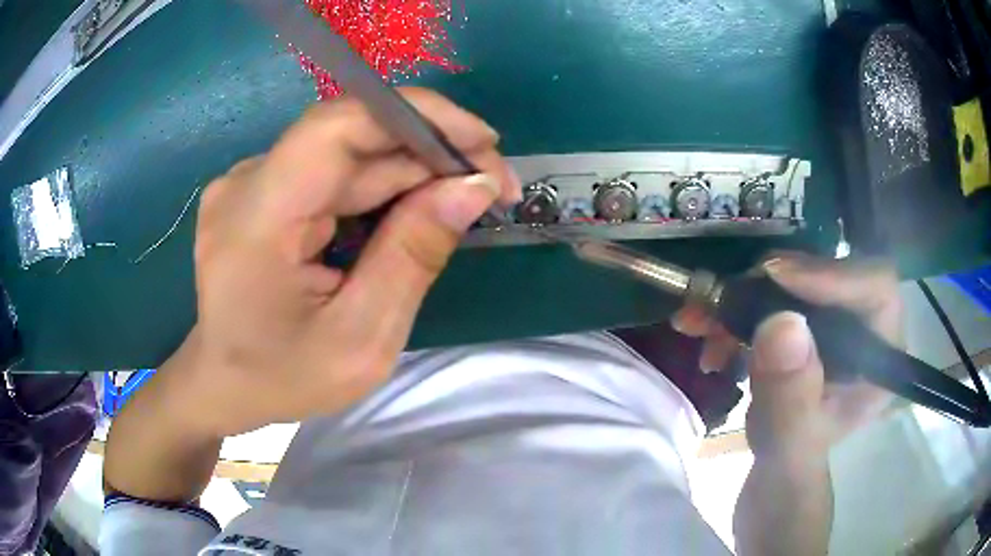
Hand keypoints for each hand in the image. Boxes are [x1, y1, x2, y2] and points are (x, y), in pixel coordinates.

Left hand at [171, 88, 520, 436]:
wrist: (222, 386)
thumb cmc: (282, 378)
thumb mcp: (360, 339)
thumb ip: (413, 256)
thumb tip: (474, 186)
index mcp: (257, 216)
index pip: (339, 124)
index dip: (418, 117)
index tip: (484, 144)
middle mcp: (248, 182)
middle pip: (351, 137)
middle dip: (430, 152)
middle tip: (493, 185)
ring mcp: (252, 184)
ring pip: (347, 155)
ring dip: (411, 171)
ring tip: (465, 200)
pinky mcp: (262, 193)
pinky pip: (332, 175)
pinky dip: (380, 188)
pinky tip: (415, 210)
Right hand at [673, 254, 902, 460]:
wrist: (771, 481)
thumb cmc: (790, 476)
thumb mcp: (789, 449)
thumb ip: (791, 401)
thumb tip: (782, 324)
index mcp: (877, 359)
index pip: (874, 286)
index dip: (831, 273)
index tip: (774, 277)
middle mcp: (860, 330)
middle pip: (828, 274)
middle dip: (771, 285)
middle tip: (725, 298)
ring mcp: (830, 326)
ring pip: (794, 281)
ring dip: (743, 297)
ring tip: (701, 322)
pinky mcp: (803, 327)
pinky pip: (770, 297)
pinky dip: (735, 309)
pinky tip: (708, 334)